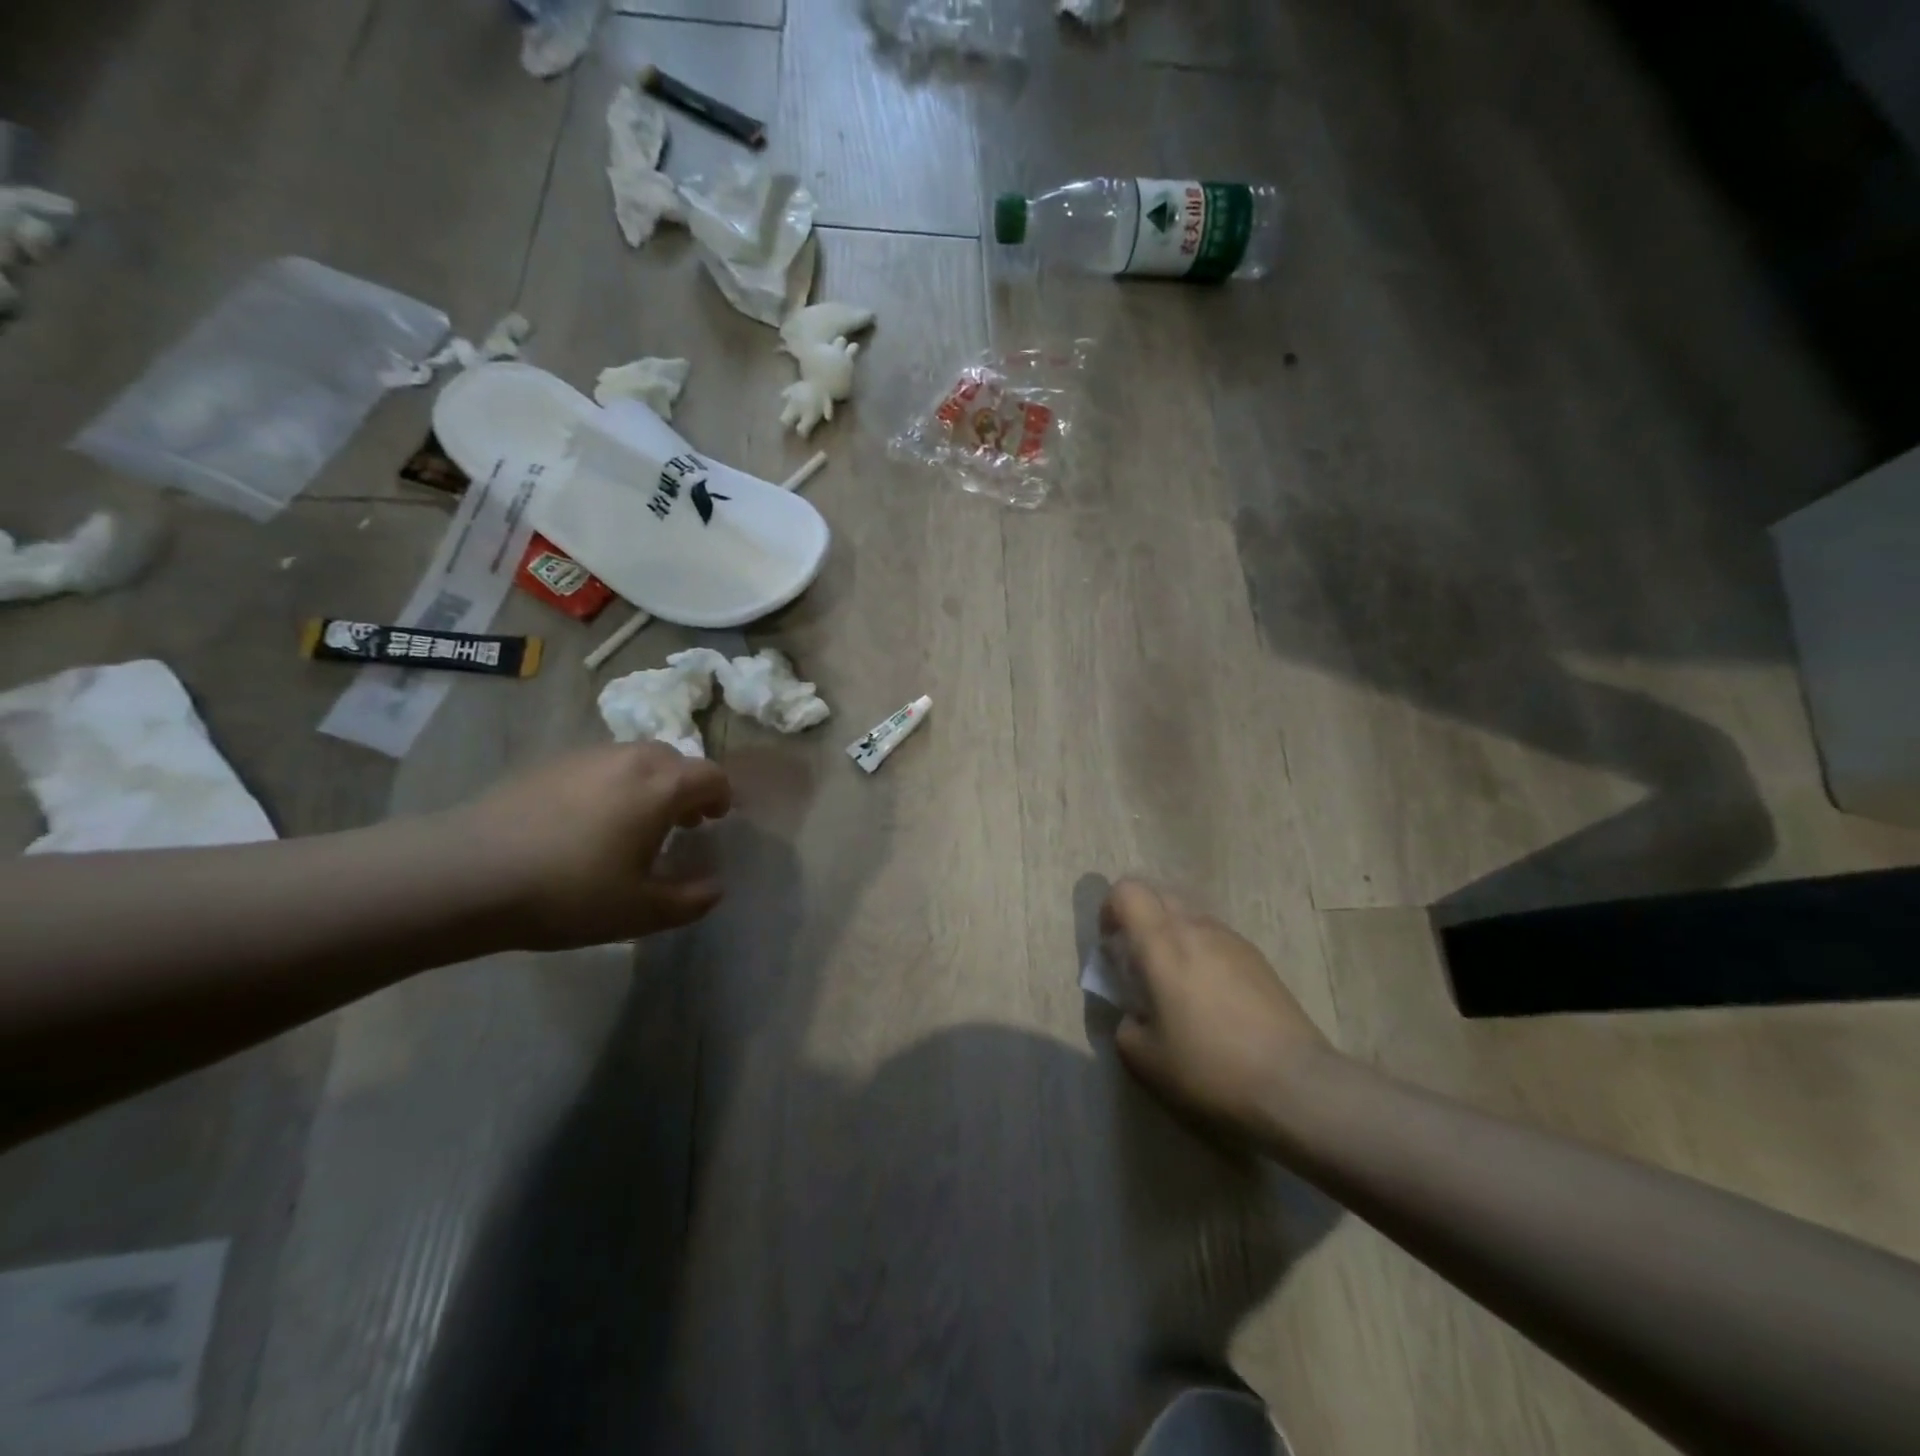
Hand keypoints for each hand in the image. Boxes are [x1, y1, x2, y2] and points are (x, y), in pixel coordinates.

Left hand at [456, 742, 732, 948]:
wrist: (466, 873)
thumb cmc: (568, 892)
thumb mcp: (639, 912)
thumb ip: (689, 901)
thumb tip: (715, 888)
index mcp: (661, 787)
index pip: (711, 775)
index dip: (722, 796)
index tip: (715, 820)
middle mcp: (629, 759)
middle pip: (674, 759)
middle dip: (685, 787)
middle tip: (679, 823)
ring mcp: (585, 756)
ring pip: (634, 758)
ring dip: (648, 783)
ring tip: (632, 822)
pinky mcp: (547, 763)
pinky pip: (598, 765)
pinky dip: (610, 784)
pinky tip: (585, 822)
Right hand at [1104, 878, 1332, 1141]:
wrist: (1294, 1085)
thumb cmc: (1208, 1067)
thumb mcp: (1143, 1058)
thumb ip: (1125, 1024)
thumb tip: (1135, 1013)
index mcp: (1161, 942)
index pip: (1127, 891)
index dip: (1110, 910)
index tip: (1112, 947)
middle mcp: (1196, 927)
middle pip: (1159, 895)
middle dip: (1141, 920)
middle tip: (1139, 964)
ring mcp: (1232, 940)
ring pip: (1190, 917)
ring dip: (1173, 937)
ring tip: (1177, 986)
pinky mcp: (1259, 959)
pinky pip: (1216, 939)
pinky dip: (1202, 954)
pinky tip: (1212, 1000)